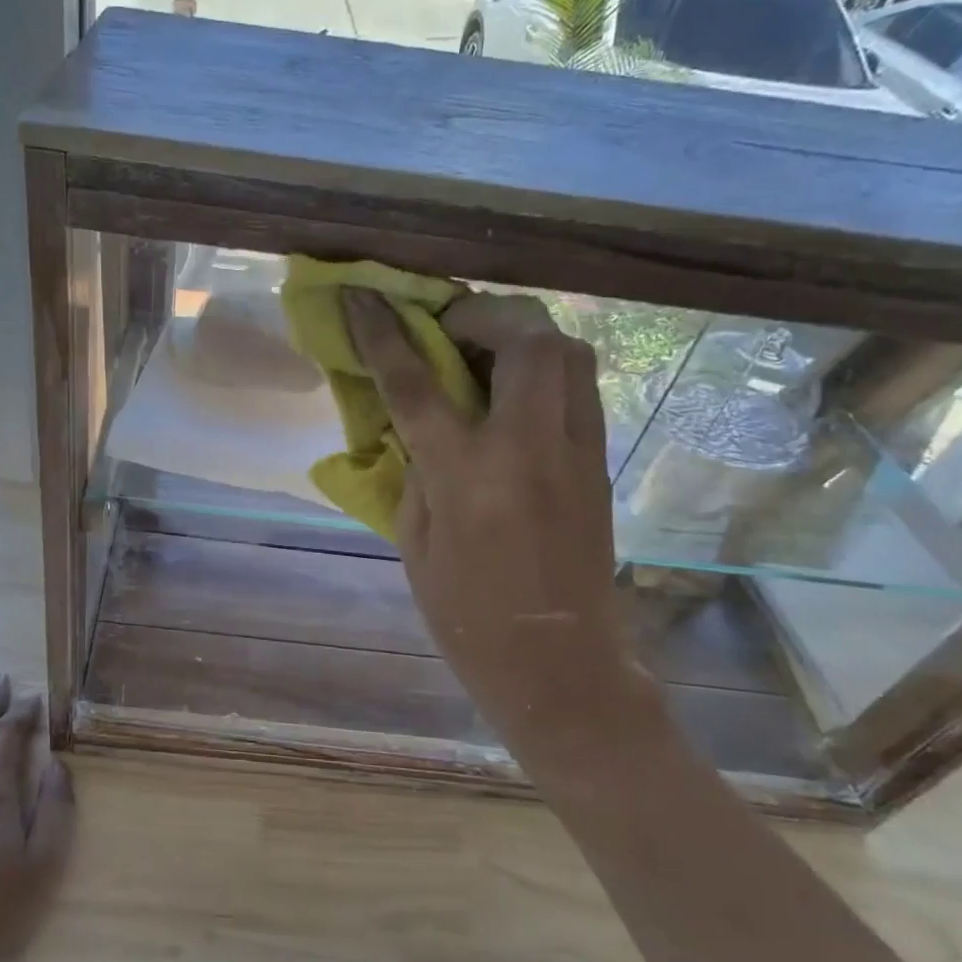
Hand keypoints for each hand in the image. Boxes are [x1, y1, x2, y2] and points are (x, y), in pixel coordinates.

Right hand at [344, 290, 650, 756]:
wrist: (560, 666)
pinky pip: (579, 387)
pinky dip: (545, 368)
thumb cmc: (468, 620)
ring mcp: (575, 452)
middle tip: (447, 328)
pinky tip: (515, 391)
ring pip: (568, 352)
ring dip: (522, 333)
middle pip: (524, 338)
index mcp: (468, 477)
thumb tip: (415, 425)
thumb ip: (413, 473)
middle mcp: (529, 449)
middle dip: (481, 313)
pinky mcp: (599, 462)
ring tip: (485, 352)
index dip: (384, 333)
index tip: (362, 295)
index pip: (416, 383)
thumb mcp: (414, 546)